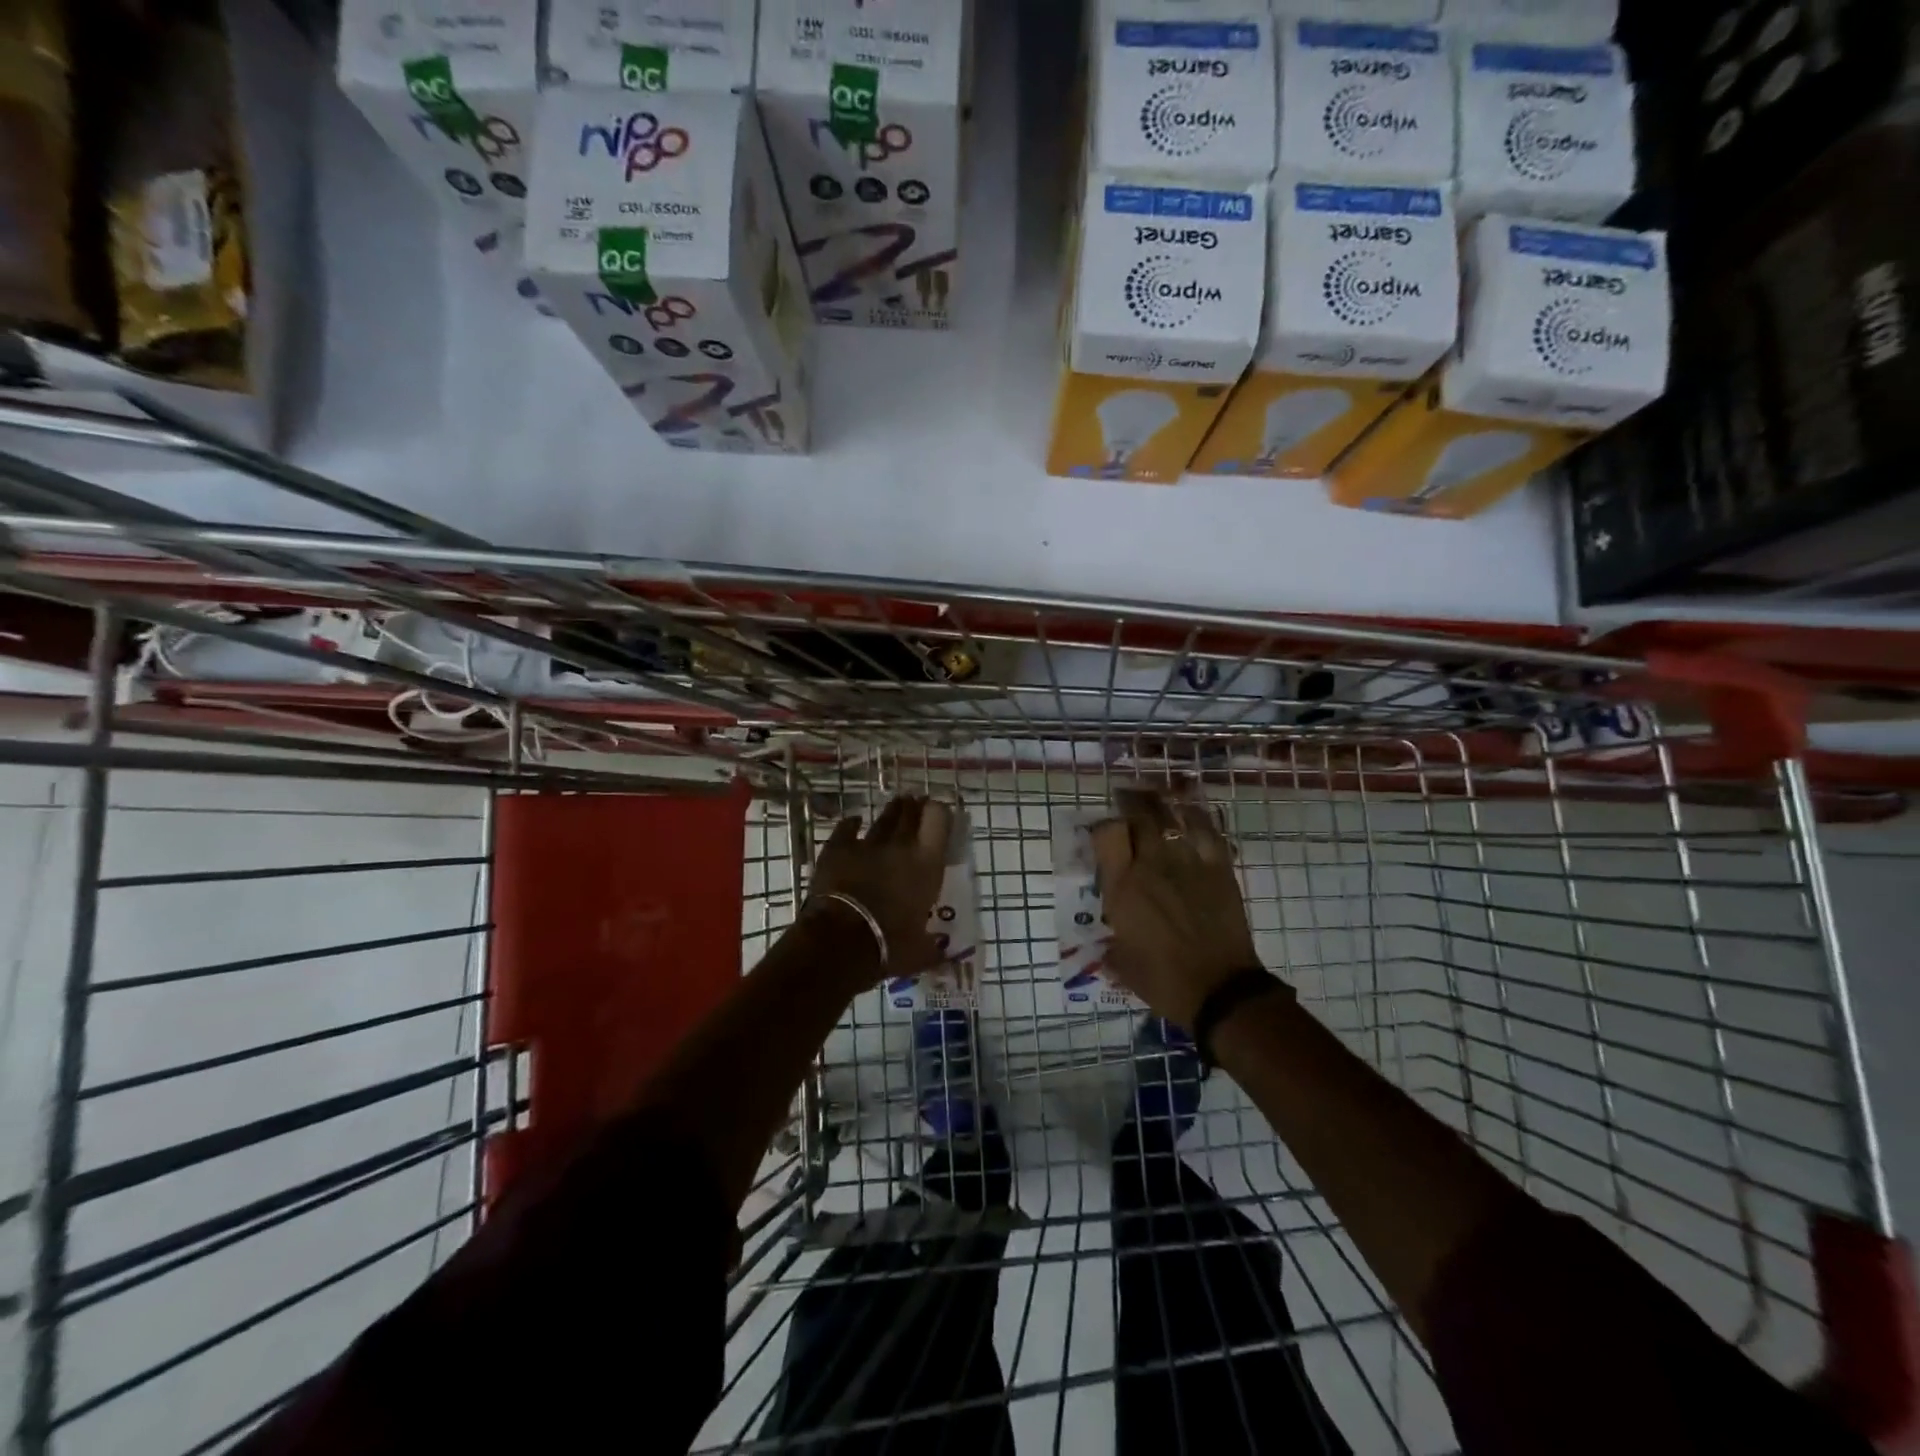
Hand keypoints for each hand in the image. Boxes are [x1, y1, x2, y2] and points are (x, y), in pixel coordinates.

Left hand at [804, 795, 953, 986]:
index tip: (940, 814)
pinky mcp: (837, 849)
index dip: (940, 812)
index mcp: (927, 864)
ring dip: (891, 811)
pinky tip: (854, 821)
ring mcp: (867, 844)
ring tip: (896, 805)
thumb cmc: (889, 947)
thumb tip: (943, 953)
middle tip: (917, 803)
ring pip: (883, 818)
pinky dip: (852, 824)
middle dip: (915, 806)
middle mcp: (901, 846)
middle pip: (910, 813)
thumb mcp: (920, 951)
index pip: (939, 820)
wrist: (839, 943)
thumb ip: (933, 946)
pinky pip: (847, 828)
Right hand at [1089, 790, 1269, 1029]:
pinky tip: (1192, 810)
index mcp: (1123, 887)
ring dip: (1162, 802)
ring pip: (1173, 816)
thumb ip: (1112, 947)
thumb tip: (1109, 945)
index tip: (1104, 830)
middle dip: (1131, 800)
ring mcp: (1188, 863)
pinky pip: (1208, 830)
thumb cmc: (1165, 981)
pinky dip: (1198, 815)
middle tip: (1127, 796)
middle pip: (1140, 815)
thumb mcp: (1123, 965)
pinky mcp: (1219, 868)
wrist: (1221, 990)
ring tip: (1156, 796)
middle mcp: (1152, 865)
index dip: (1103, 825)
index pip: (1107, 834)